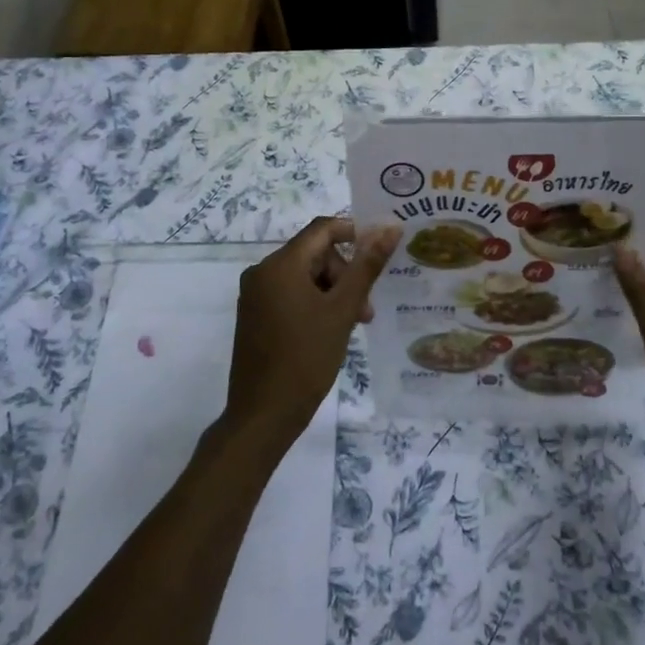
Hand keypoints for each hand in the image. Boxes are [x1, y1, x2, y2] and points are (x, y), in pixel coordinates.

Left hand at [225, 217, 399, 449]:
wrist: (263, 415)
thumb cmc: (306, 359)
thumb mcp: (343, 311)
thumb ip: (367, 267)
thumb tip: (390, 228)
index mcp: (280, 265)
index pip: (322, 229)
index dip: (354, 233)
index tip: (380, 253)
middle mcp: (261, 272)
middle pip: (313, 254)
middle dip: (344, 273)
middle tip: (365, 309)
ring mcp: (254, 295)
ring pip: (303, 276)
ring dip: (332, 291)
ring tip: (352, 324)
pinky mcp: (253, 315)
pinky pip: (289, 294)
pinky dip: (313, 303)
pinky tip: (328, 330)